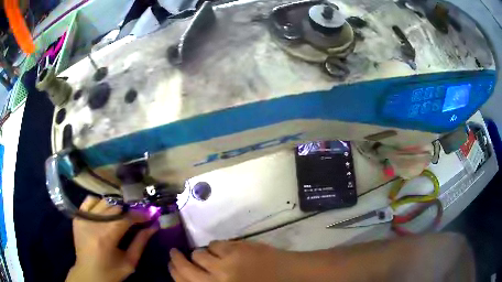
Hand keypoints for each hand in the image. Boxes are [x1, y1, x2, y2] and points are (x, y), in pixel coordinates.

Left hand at [66, 196, 157, 281]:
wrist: (88, 273)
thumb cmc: (111, 272)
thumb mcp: (129, 262)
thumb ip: (140, 243)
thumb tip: (153, 226)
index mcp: (106, 237)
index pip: (125, 218)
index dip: (139, 215)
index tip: (149, 215)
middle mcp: (93, 223)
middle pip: (115, 208)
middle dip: (128, 213)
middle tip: (134, 220)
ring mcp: (83, 217)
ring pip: (104, 202)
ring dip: (114, 208)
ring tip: (119, 218)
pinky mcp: (77, 216)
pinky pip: (90, 200)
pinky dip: (99, 203)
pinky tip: (103, 212)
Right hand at [169, 240, 292, 281]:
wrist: (290, 276)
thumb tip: (193, 275)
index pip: (183, 281)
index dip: (173, 272)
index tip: (170, 265)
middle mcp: (215, 280)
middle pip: (185, 267)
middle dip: (176, 259)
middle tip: (174, 253)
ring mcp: (225, 264)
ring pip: (199, 253)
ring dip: (200, 254)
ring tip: (206, 255)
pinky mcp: (236, 249)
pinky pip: (215, 244)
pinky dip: (216, 247)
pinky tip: (223, 250)